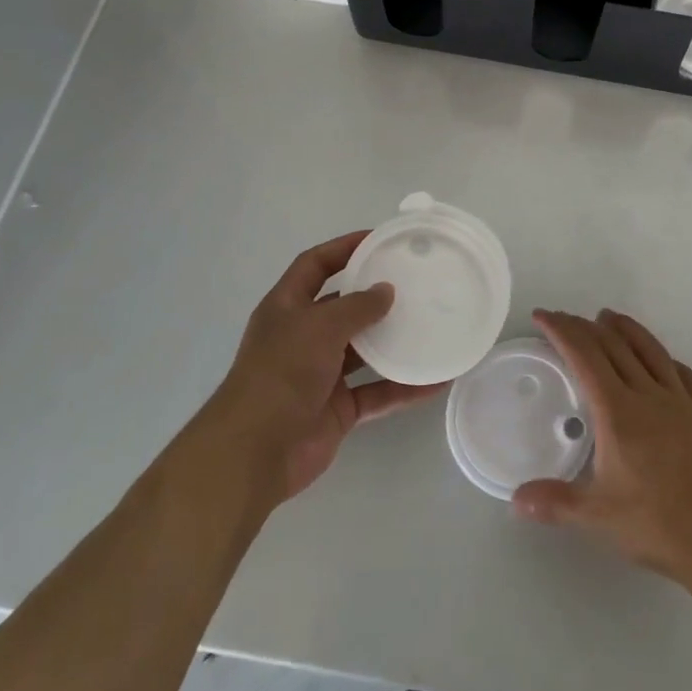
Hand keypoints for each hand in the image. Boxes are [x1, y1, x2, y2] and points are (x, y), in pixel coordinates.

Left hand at [205, 232, 445, 503]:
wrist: (256, 452)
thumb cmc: (281, 373)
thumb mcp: (319, 326)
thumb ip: (356, 306)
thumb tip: (386, 290)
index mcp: (287, 308)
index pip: (314, 265)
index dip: (343, 248)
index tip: (380, 239)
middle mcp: (303, 337)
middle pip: (343, 307)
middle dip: (375, 296)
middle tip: (416, 283)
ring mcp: (321, 374)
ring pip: (364, 350)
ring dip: (394, 341)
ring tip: (432, 324)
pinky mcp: (338, 408)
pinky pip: (377, 391)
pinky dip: (403, 387)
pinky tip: (436, 380)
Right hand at [513, 308, 691, 591]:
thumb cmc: (657, 523)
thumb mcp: (597, 517)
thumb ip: (555, 503)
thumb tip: (516, 500)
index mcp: (618, 412)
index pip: (585, 357)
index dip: (562, 331)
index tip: (543, 316)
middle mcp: (648, 395)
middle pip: (614, 347)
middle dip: (584, 327)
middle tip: (564, 318)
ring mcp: (681, 402)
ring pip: (650, 351)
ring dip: (626, 329)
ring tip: (608, 316)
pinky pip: (684, 374)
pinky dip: (665, 358)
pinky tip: (663, 360)